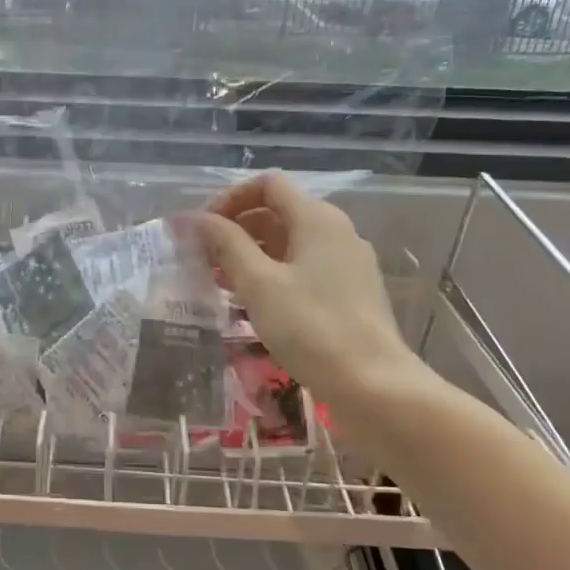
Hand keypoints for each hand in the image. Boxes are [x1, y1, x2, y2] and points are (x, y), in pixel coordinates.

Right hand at [194, 174, 432, 411]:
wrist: (374, 385)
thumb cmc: (311, 327)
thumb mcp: (258, 284)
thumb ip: (225, 245)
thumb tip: (195, 219)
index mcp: (316, 218)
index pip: (268, 185)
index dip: (230, 198)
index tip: (203, 229)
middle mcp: (337, 231)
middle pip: (278, 212)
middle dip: (237, 229)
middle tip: (205, 259)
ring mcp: (348, 262)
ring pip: (291, 243)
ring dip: (253, 254)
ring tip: (222, 284)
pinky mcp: (352, 291)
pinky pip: (305, 268)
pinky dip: (275, 275)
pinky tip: (256, 305)